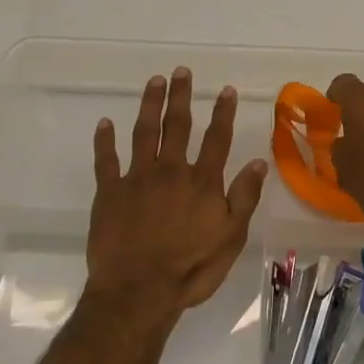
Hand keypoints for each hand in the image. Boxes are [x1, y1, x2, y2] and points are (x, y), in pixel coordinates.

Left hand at [87, 67, 268, 322]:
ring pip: (144, 132)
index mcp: (202, 182)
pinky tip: (104, 123)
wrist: (138, 292)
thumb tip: (258, 162)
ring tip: (154, 82)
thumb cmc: (190, 269)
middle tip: (181, 71)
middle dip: (181, 96)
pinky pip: (105, 160)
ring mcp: (137, 179)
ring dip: (150, 105)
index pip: (216, 139)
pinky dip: (104, 140)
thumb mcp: (231, 238)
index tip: (225, 90)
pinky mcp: (108, 192)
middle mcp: (170, 171)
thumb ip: (244, 198)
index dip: (222, 113)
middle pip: (178, 126)